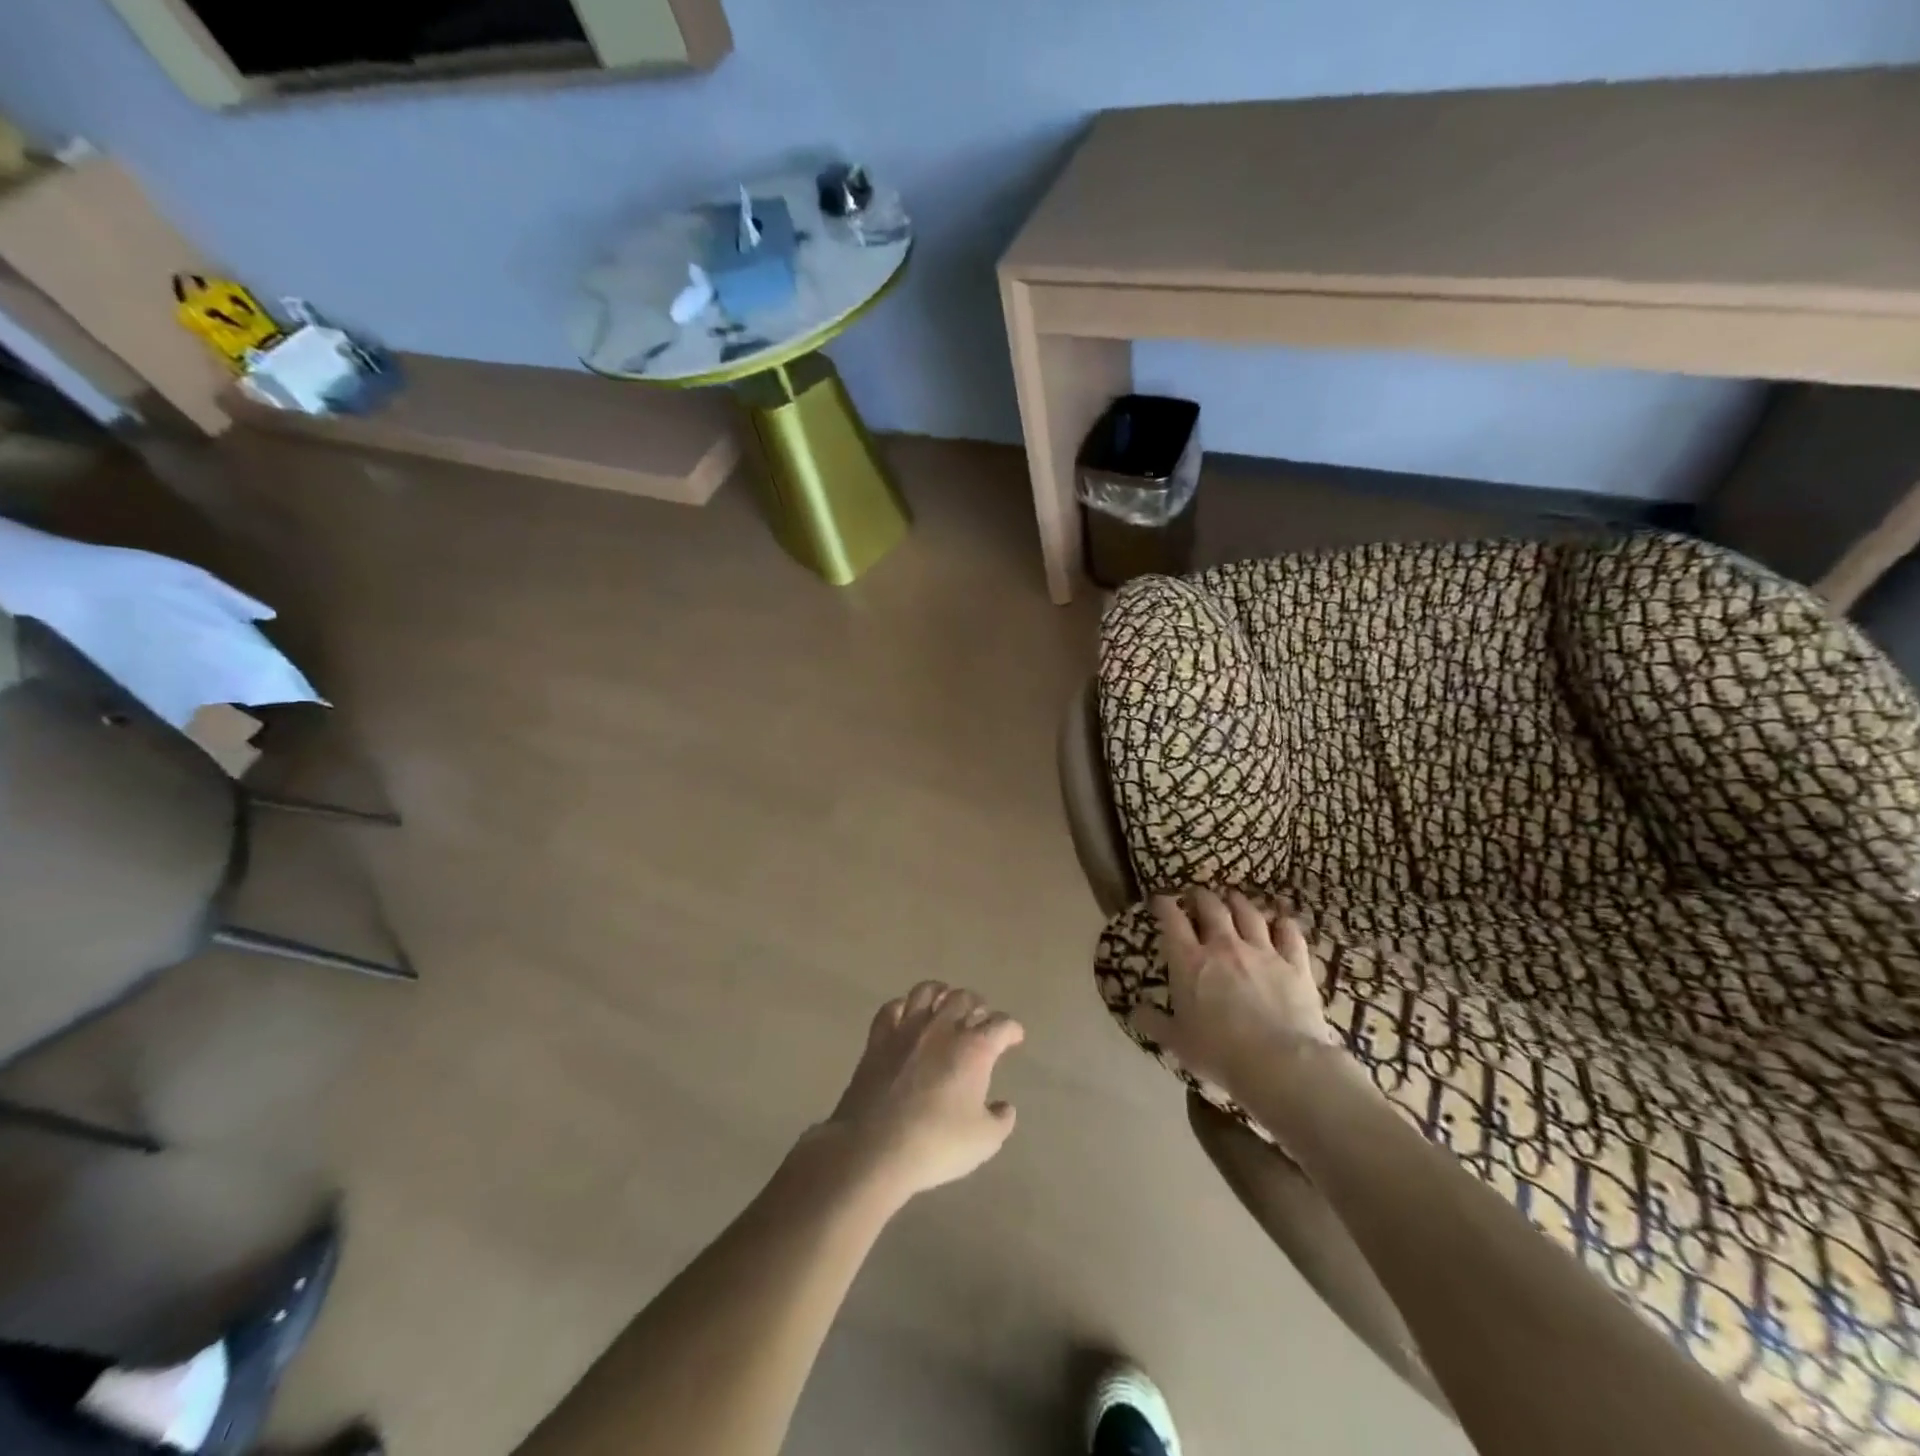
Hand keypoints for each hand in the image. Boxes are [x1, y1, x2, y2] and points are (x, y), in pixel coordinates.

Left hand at [812, 982, 1022, 1203]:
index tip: (1014, 1037)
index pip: (1000, 1025)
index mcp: (974, 1048)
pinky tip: (906, 1015)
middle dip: (977, 1005)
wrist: (874, 1149)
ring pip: (927, 991)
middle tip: (981, 1017)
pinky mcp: (878, 1039)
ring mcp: (907, 1029)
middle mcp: (942, 1028)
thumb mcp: (984, 1141)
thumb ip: (1001, 1120)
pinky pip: (891, 1008)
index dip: (1011, 1029)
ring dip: (941, 993)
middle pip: (964, 999)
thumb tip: (1004, 1106)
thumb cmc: (936, 1145)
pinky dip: (903, 1006)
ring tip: (946, 1002)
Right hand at [1132, 888, 1338, 1096]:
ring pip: (1249, 913)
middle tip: (1197, 896)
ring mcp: (1262, 952)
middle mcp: (1224, 946)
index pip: (1172, 920)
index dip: (1164, 905)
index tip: (1160, 899)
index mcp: (1189, 961)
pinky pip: (1289, 934)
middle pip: (1211, 907)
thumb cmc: (1219, 1053)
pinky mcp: (1294, 964)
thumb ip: (1154, 1022)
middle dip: (1201, 897)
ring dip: (1239, 902)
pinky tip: (1281, 921)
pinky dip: (1283, 924)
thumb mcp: (1177, 1041)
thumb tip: (1134, 1012)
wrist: (1279, 1063)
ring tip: (1234, 897)